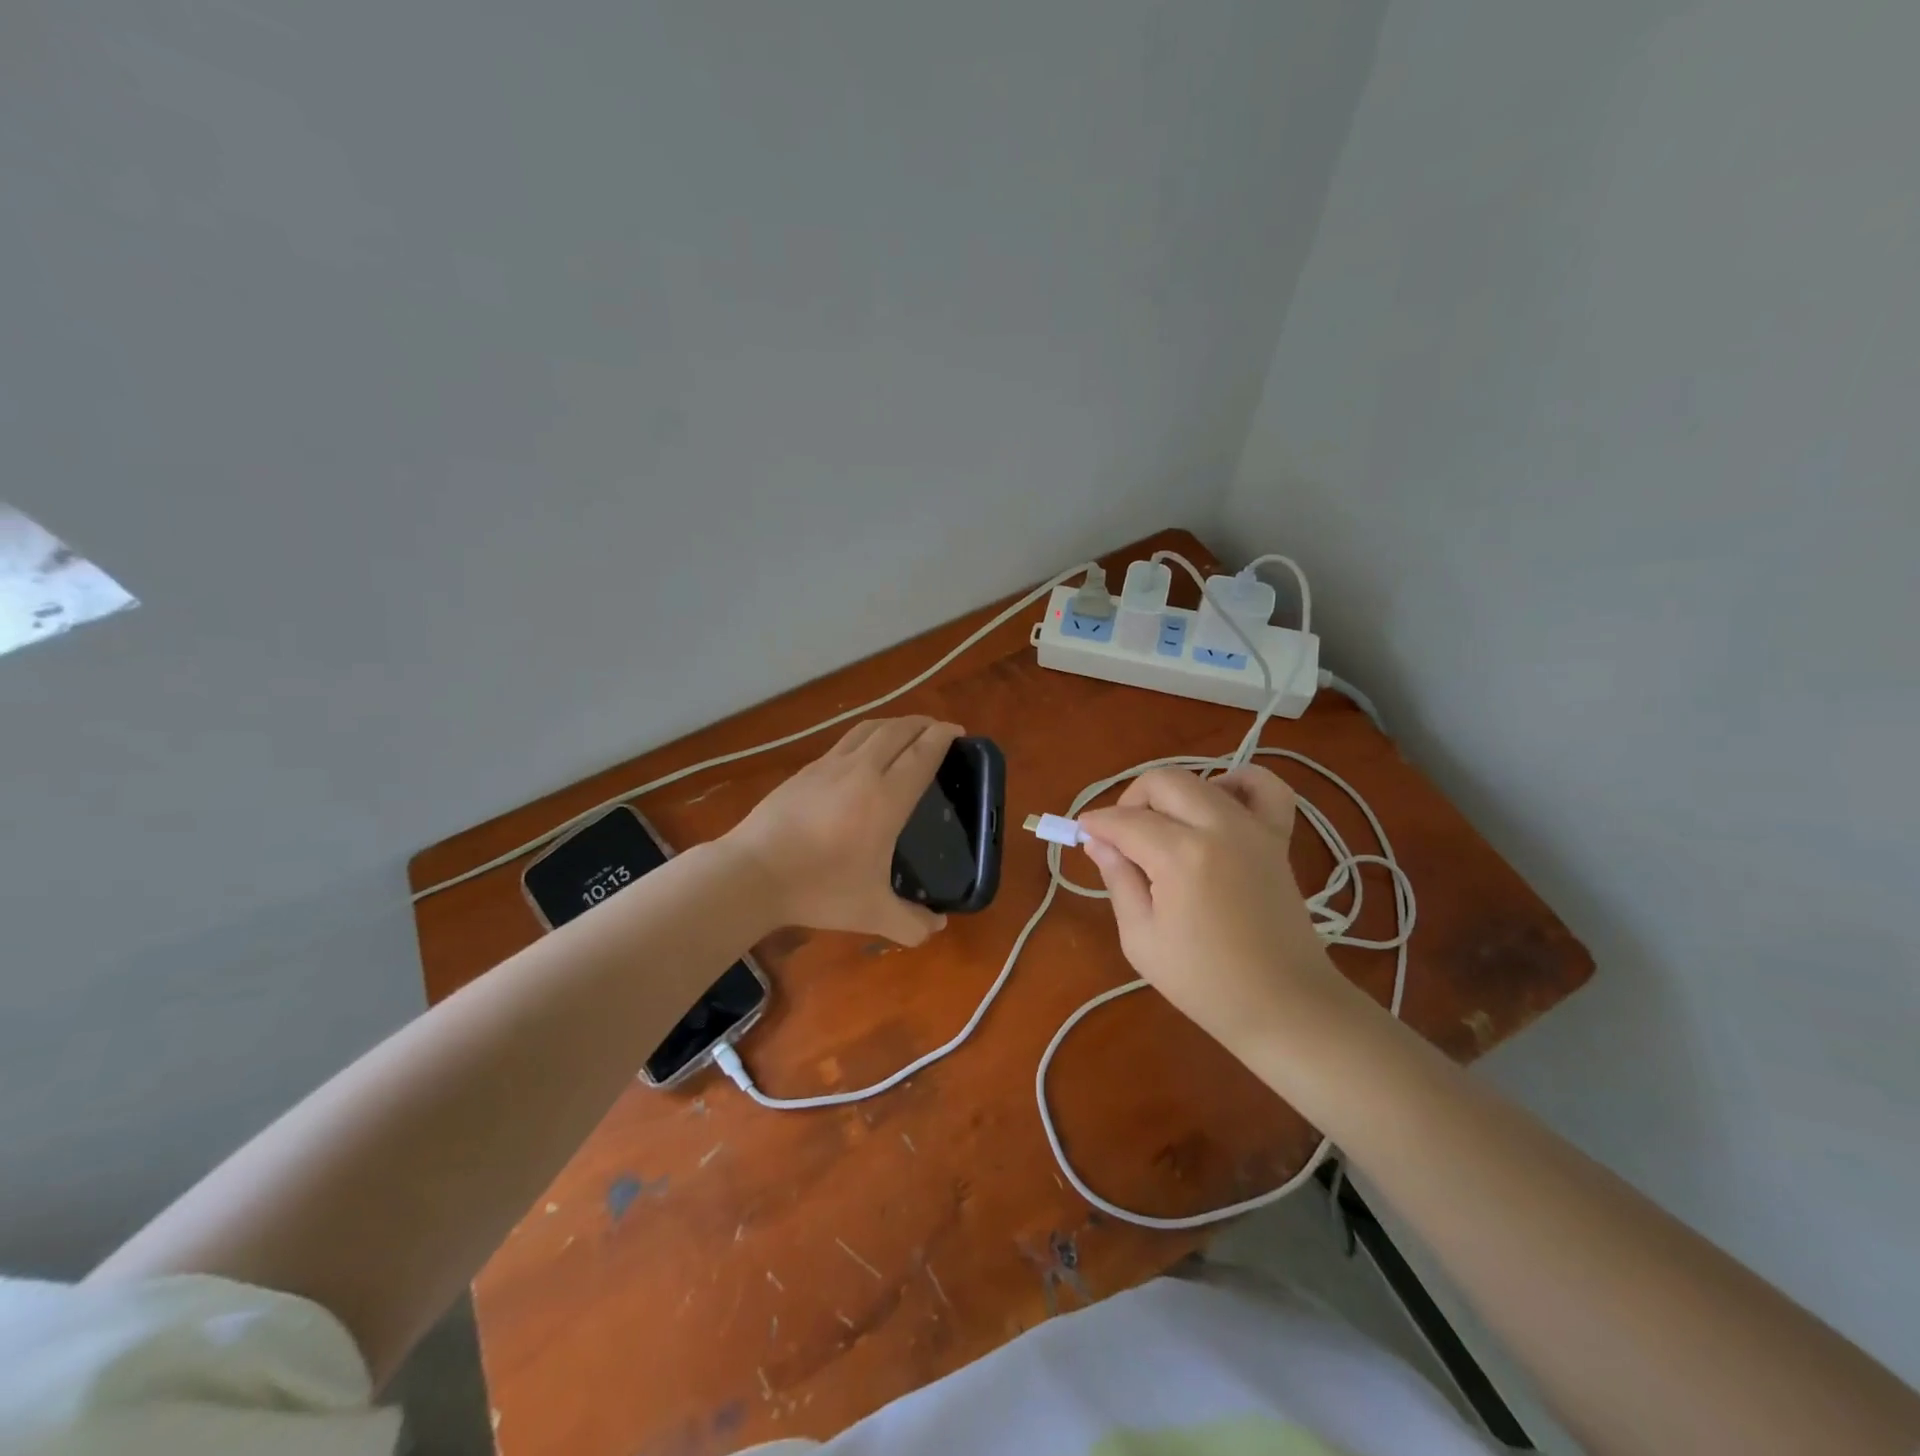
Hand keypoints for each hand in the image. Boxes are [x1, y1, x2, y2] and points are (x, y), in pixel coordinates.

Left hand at [724, 716, 961, 945]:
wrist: (752, 873)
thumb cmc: (819, 888)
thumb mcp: (871, 913)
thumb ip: (911, 923)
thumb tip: (938, 927)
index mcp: (886, 799)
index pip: (922, 753)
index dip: (943, 736)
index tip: (958, 731)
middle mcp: (861, 771)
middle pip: (898, 730)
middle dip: (923, 723)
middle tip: (939, 729)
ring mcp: (829, 766)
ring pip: (869, 729)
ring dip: (894, 723)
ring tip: (906, 732)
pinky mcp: (805, 771)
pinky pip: (845, 742)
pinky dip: (866, 737)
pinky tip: (863, 754)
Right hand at [1077, 766, 1349, 1060]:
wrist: (1284, 1006)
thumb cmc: (1204, 983)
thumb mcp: (1141, 938)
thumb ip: (1118, 880)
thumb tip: (1098, 841)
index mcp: (1181, 856)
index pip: (1125, 821)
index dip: (1096, 824)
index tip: (1083, 834)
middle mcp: (1218, 827)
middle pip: (1162, 782)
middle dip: (1131, 800)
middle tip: (1121, 836)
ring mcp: (1254, 828)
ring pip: (1202, 780)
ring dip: (1172, 795)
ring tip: (1163, 828)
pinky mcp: (1278, 838)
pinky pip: (1264, 787)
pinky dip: (1237, 783)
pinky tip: (1218, 804)